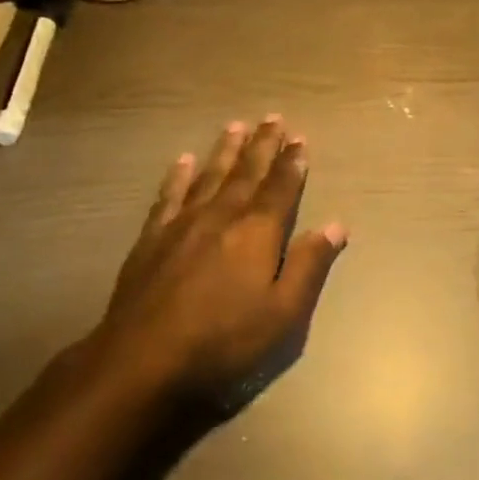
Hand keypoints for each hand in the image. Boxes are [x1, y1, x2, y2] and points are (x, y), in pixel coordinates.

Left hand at [95, 116, 347, 415]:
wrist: (142, 362)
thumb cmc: (224, 341)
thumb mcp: (283, 313)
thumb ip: (309, 265)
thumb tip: (336, 226)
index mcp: (258, 232)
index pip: (281, 188)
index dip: (292, 163)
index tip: (300, 139)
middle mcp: (222, 216)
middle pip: (247, 173)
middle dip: (263, 145)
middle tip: (273, 118)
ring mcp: (182, 225)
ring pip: (209, 176)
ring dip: (225, 151)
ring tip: (235, 126)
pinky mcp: (151, 239)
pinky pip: (169, 196)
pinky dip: (177, 176)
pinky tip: (182, 161)